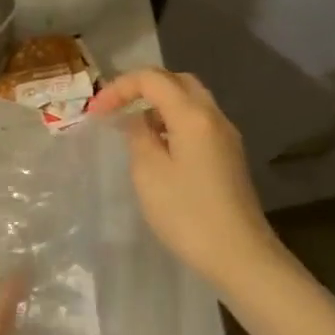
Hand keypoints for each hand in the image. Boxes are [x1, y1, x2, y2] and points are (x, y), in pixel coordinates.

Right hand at [87, 68, 278, 285]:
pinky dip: (172, 122)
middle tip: (115, 108)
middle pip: (177, 82)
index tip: (95, 112)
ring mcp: (225, 137)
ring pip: (190, 101)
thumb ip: (138, 136)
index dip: (119, 87)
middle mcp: (213, 117)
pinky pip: (197, 122)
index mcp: (193, 116)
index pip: (152, 79)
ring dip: (158, 105)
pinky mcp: (228, 156)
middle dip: (142, 87)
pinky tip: (157, 147)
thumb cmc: (187, 213)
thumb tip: (137, 121)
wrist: (239, 255)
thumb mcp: (148, 173)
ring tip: (132, 127)